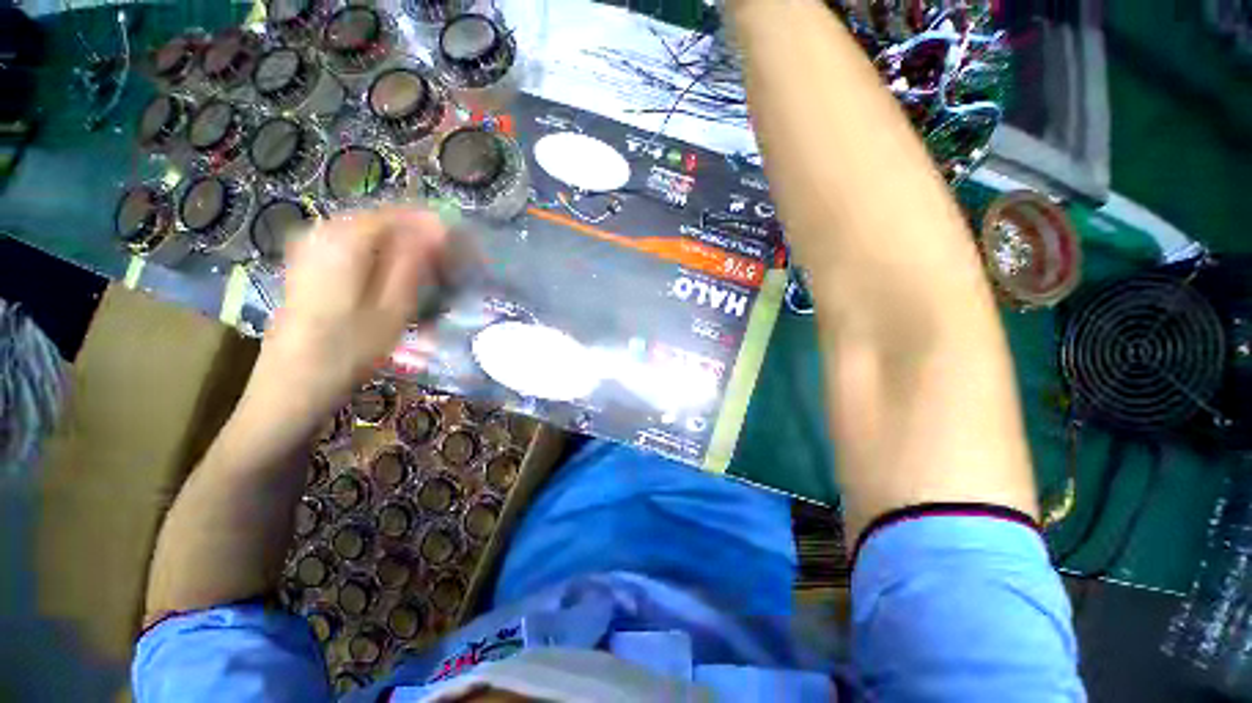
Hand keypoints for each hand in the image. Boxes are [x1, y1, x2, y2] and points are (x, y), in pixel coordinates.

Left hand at [241, 206, 447, 433]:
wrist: (292, 384)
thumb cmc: (349, 351)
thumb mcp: (394, 308)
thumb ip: (415, 261)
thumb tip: (438, 227)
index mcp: (345, 238)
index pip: (402, 213)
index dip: (436, 228)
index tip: (462, 250)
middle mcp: (323, 230)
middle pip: (386, 220)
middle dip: (420, 239)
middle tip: (447, 268)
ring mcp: (311, 244)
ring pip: (372, 233)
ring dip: (403, 249)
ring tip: (427, 277)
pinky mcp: (308, 261)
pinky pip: (356, 245)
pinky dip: (382, 257)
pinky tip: (395, 280)